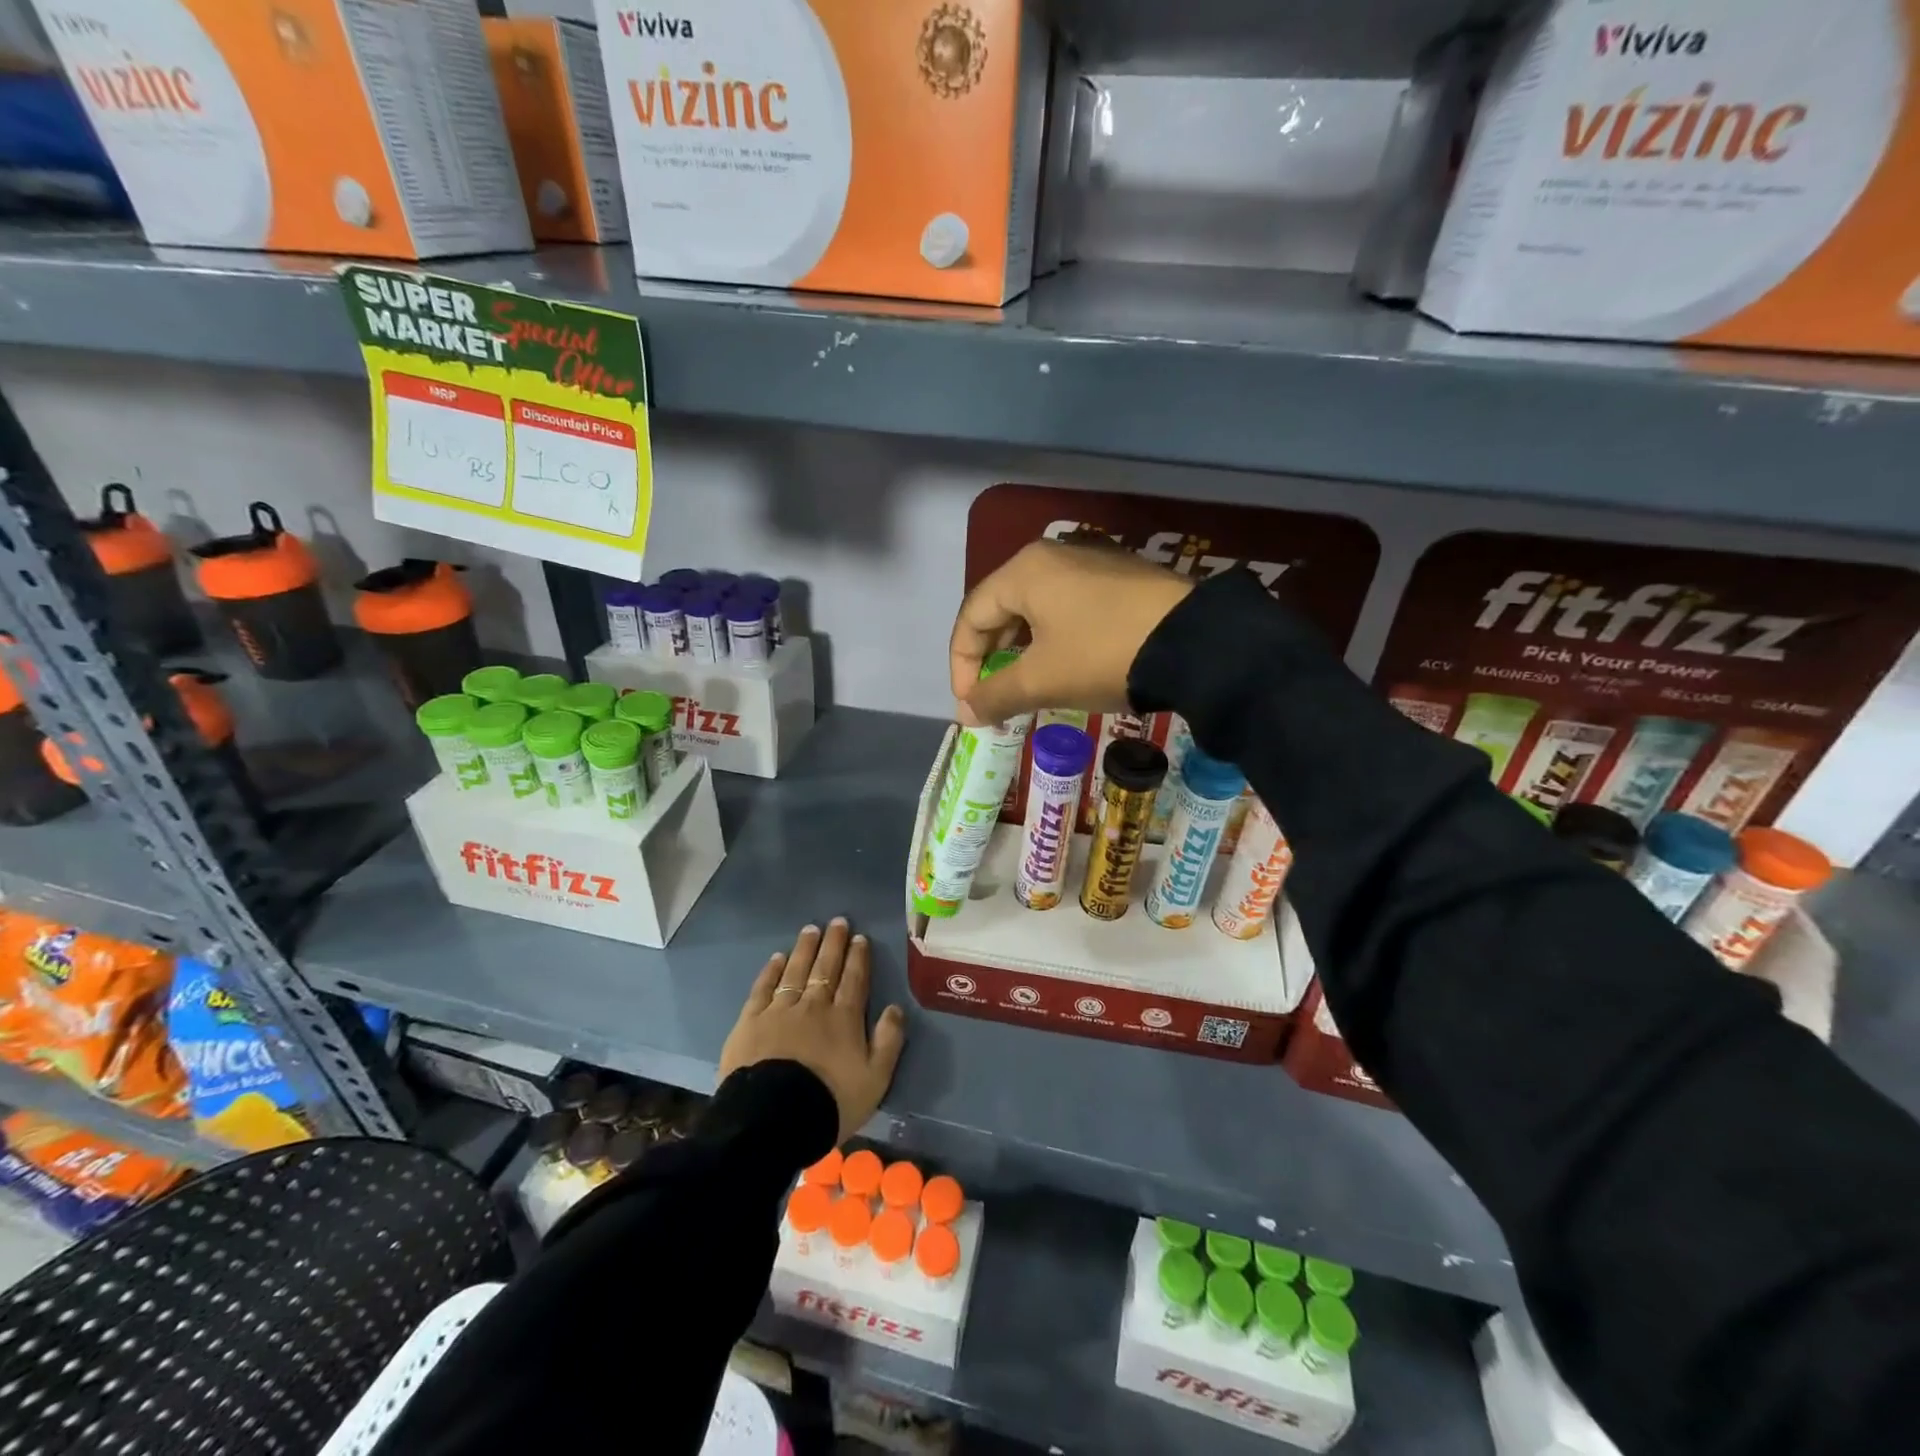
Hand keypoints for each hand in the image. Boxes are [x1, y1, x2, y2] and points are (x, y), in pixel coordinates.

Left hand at [720, 919, 906, 1143]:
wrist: (773, 1120)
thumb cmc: (830, 1102)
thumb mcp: (875, 1080)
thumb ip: (888, 1041)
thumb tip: (895, 1008)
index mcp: (844, 1019)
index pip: (854, 980)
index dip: (858, 958)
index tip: (860, 938)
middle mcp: (814, 1006)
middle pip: (825, 968)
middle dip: (833, 943)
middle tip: (837, 921)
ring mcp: (780, 1011)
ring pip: (795, 971)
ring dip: (805, 949)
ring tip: (811, 930)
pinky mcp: (750, 1022)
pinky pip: (763, 988)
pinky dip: (772, 971)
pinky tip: (777, 958)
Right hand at [949, 539, 1192, 726]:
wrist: (1196, 642)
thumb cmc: (1103, 655)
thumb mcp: (1042, 680)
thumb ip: (995, 695)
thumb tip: (965, 714)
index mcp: (1024, 571)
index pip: (971, 617)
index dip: (962, 665)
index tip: (972, 704)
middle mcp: (1052, 555)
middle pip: (1001, 608)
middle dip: (991, 657)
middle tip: (996, 695)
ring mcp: (1091, 561)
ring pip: (1036, 608)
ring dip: (1022, 650)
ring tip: (1029, 685)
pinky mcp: (1120, 577)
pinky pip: (1068, 606)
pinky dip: (1055, 638)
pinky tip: (1067, 665)